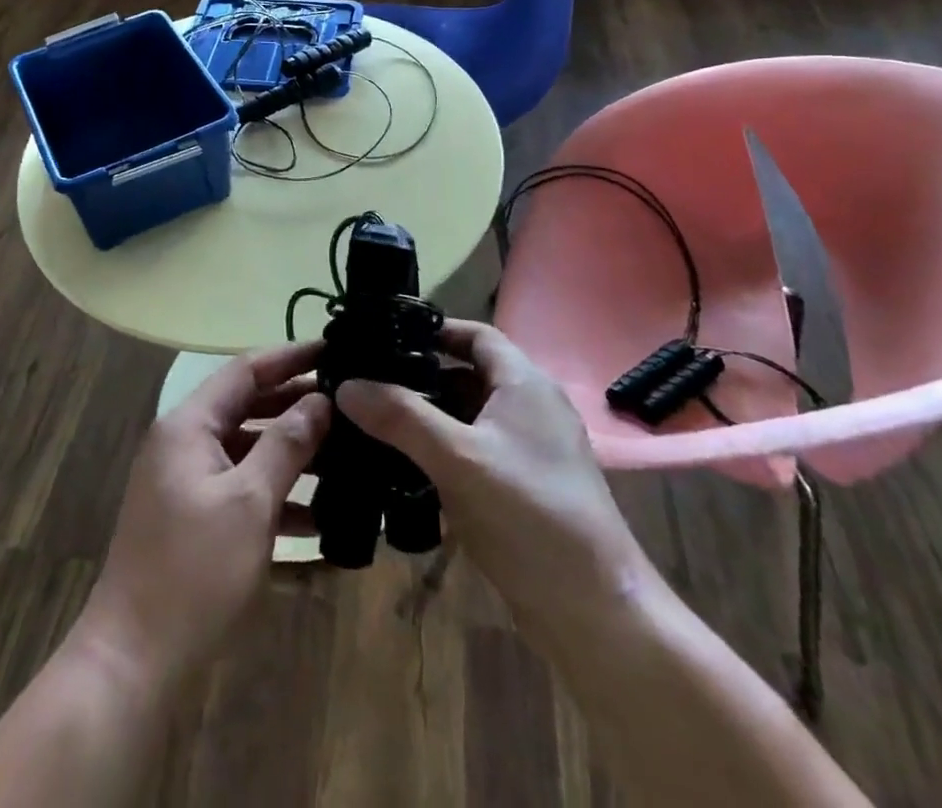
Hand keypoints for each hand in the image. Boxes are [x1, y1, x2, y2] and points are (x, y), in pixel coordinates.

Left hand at [75, 341, 330, 688]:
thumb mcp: (249, 502)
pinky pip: (241, 489)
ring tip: (346, 455)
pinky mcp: (194, 518)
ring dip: (292, 453)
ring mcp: (187, 482)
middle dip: (297, 406)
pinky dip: (275, 495)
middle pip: (247, 407)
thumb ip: (287, 444)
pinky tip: (319, 517)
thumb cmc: (194, 571)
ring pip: (248, 450)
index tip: (334, 350)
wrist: (133, 662)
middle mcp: (184, 443)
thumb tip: (321, 400)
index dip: (290, 357)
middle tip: (350, 405)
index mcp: (189, 425)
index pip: (245, 370)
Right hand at [335, 320, 658, 642]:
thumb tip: (346, 385)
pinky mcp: (526, 488)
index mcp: (524, 384)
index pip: (476, 334)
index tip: (387, 337)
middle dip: (422, 377)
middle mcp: (531, 408)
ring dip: (431, 417)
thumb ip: (401, 418)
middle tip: (371, 382)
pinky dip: (445, 451)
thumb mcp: (457, 459)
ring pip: (472, 417)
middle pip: (470, 375)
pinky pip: (478, 452)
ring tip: (377, 422)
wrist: (594, 611)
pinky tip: (408, 469)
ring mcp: (532, 451)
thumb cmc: (529, 514)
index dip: (435, 330)